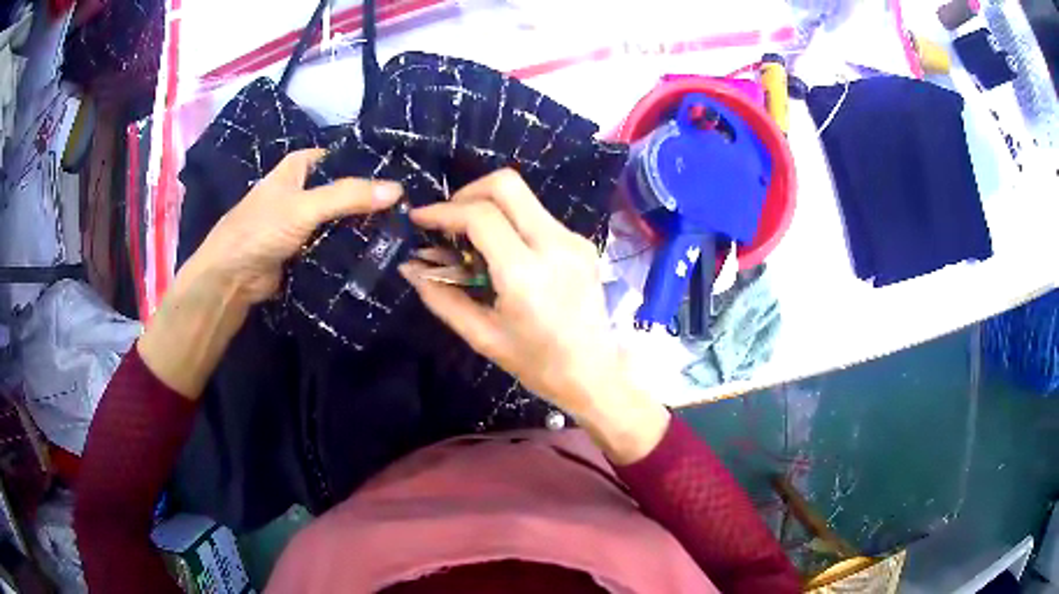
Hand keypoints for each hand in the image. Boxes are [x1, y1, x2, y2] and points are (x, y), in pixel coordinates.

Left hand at [184, 148, 401, 305]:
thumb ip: (348, 196)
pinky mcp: (306, 246)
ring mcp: (305, 219)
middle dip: (372, 199)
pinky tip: (379, 250)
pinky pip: (335, 241)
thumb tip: (398, 190)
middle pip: (346, 189)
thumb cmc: (261, 230)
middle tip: (410, 209)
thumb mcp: (304, 207)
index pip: (346, 159)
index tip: (407, 178)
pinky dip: (351, 245)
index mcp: (301, 166)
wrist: (232, 278)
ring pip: (342, 217)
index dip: (373, 167)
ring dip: (363, 225)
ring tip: (402, 230)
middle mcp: (304, 188)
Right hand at [399, 169, 668, 462]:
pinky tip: (503, 251)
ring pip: (524, 196)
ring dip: (490, 206)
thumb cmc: (537, 364)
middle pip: (506, 184)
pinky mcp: (582, 241)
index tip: (420, 218)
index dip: (443, 211)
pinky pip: (538, 214)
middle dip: (468, 192)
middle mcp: (554, 244)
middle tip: (449, 220)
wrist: (594, 373)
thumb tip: (409, 268)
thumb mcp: (482, 336)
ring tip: (472, 238)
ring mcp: (573, 239)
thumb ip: (441, 298)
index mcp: (526, 274)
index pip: (480, 216)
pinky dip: (511, 220)